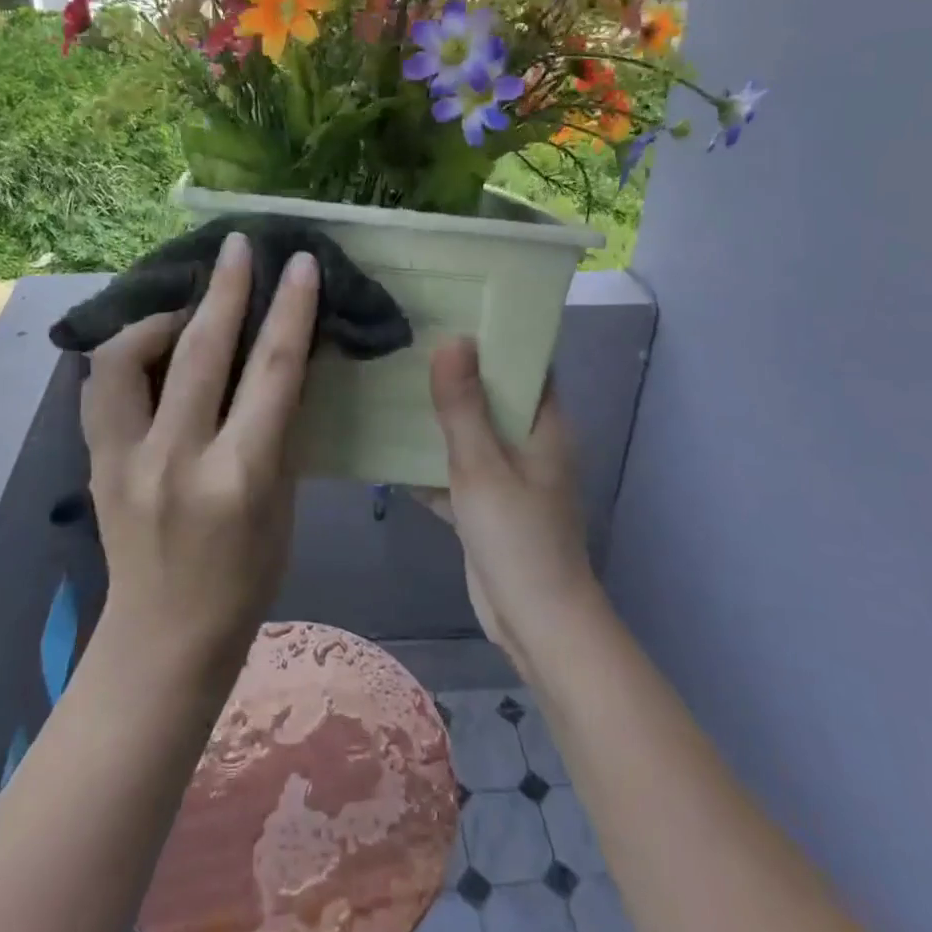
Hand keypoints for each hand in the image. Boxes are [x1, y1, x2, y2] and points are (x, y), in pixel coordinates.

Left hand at [79, 232, 319, 672]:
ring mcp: (124, 459)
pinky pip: (102, 383)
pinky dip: (126, 350)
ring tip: (187, 301)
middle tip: (239, 244)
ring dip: (161, 315)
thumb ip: (280, 426)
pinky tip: (149, 342)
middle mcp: (176, 460)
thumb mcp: (282, 501)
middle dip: (226, 288)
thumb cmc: (246, 576)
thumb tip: (285, 357)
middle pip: (201, 351)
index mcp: (239, 477)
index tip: (301, 264)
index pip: (272, 372)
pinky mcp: (94, 460)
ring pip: (128, 356)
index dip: (290, 310)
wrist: (165, 635)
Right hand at [420, 338, 598, 669]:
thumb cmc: (518, 538)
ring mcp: (508, 475)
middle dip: (456, 371)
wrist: (536, 623)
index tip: (455, 308)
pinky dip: (430, 460)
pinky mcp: (487, 505)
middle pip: (493, 394)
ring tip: (392, 381)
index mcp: (544, 425)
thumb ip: (464, 406)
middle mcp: (529, 443)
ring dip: (439, 415)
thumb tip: (453, 339)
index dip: (497, 335)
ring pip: (471, 433)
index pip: (527, 363)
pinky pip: (456, 469)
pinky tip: (388, 446)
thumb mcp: (483, 467)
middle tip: (408, 340)